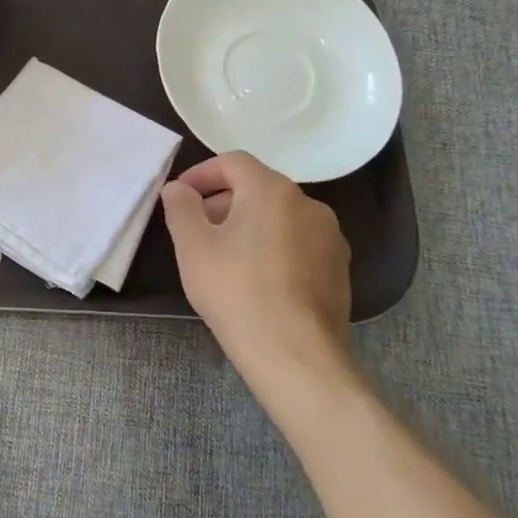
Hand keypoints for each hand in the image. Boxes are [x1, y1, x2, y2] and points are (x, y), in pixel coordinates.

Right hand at [161, 152, 355, 407]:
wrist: (295, 354)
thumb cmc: (236, 291)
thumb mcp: (192, 246)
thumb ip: (181, 207)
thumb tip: (178, 188)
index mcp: (272, 190)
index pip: (233, 162)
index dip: (201, 174)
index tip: (179, 197)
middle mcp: (308, 203)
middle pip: (258, 187)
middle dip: (223, 201)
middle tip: (196, 229)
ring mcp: (330, 237)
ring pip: (279, 216)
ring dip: (248, 224)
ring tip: (224, 257)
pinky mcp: (339, 268)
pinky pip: (298, 242)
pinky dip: (273, 247)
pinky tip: (256, 279)